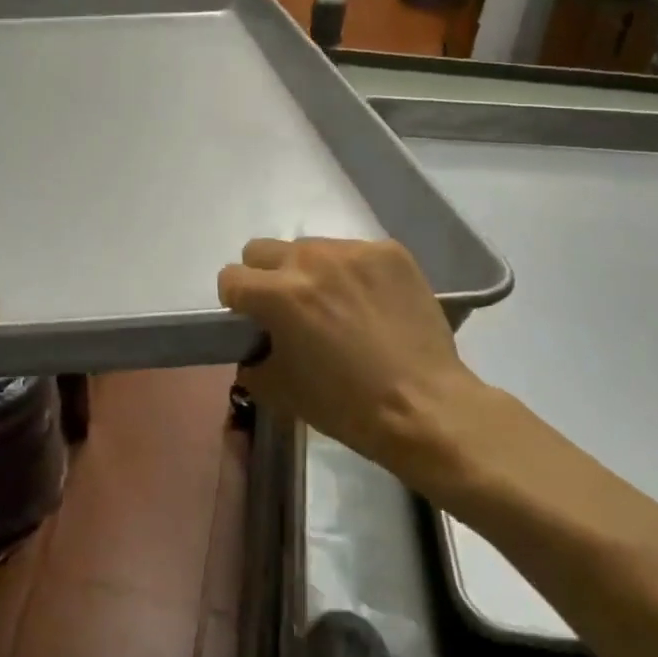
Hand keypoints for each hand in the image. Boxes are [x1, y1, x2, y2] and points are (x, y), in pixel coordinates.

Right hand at [218, 238, 504, 497]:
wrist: (426, 408)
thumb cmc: (346, 405)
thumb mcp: (278, 390)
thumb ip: (252, 357)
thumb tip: (253, 344)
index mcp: (279, 293)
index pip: (230, 277)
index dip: (237, 303)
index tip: (254, 322)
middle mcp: (311, 259)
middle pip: (262, 250)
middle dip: (266, 277)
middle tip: (291, 310)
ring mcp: (353, 251)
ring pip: (309, 248)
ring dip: (311, 272)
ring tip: (338, 307)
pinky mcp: (390, 252)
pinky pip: (353, 253)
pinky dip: (353, 274)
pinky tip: (371, 305)